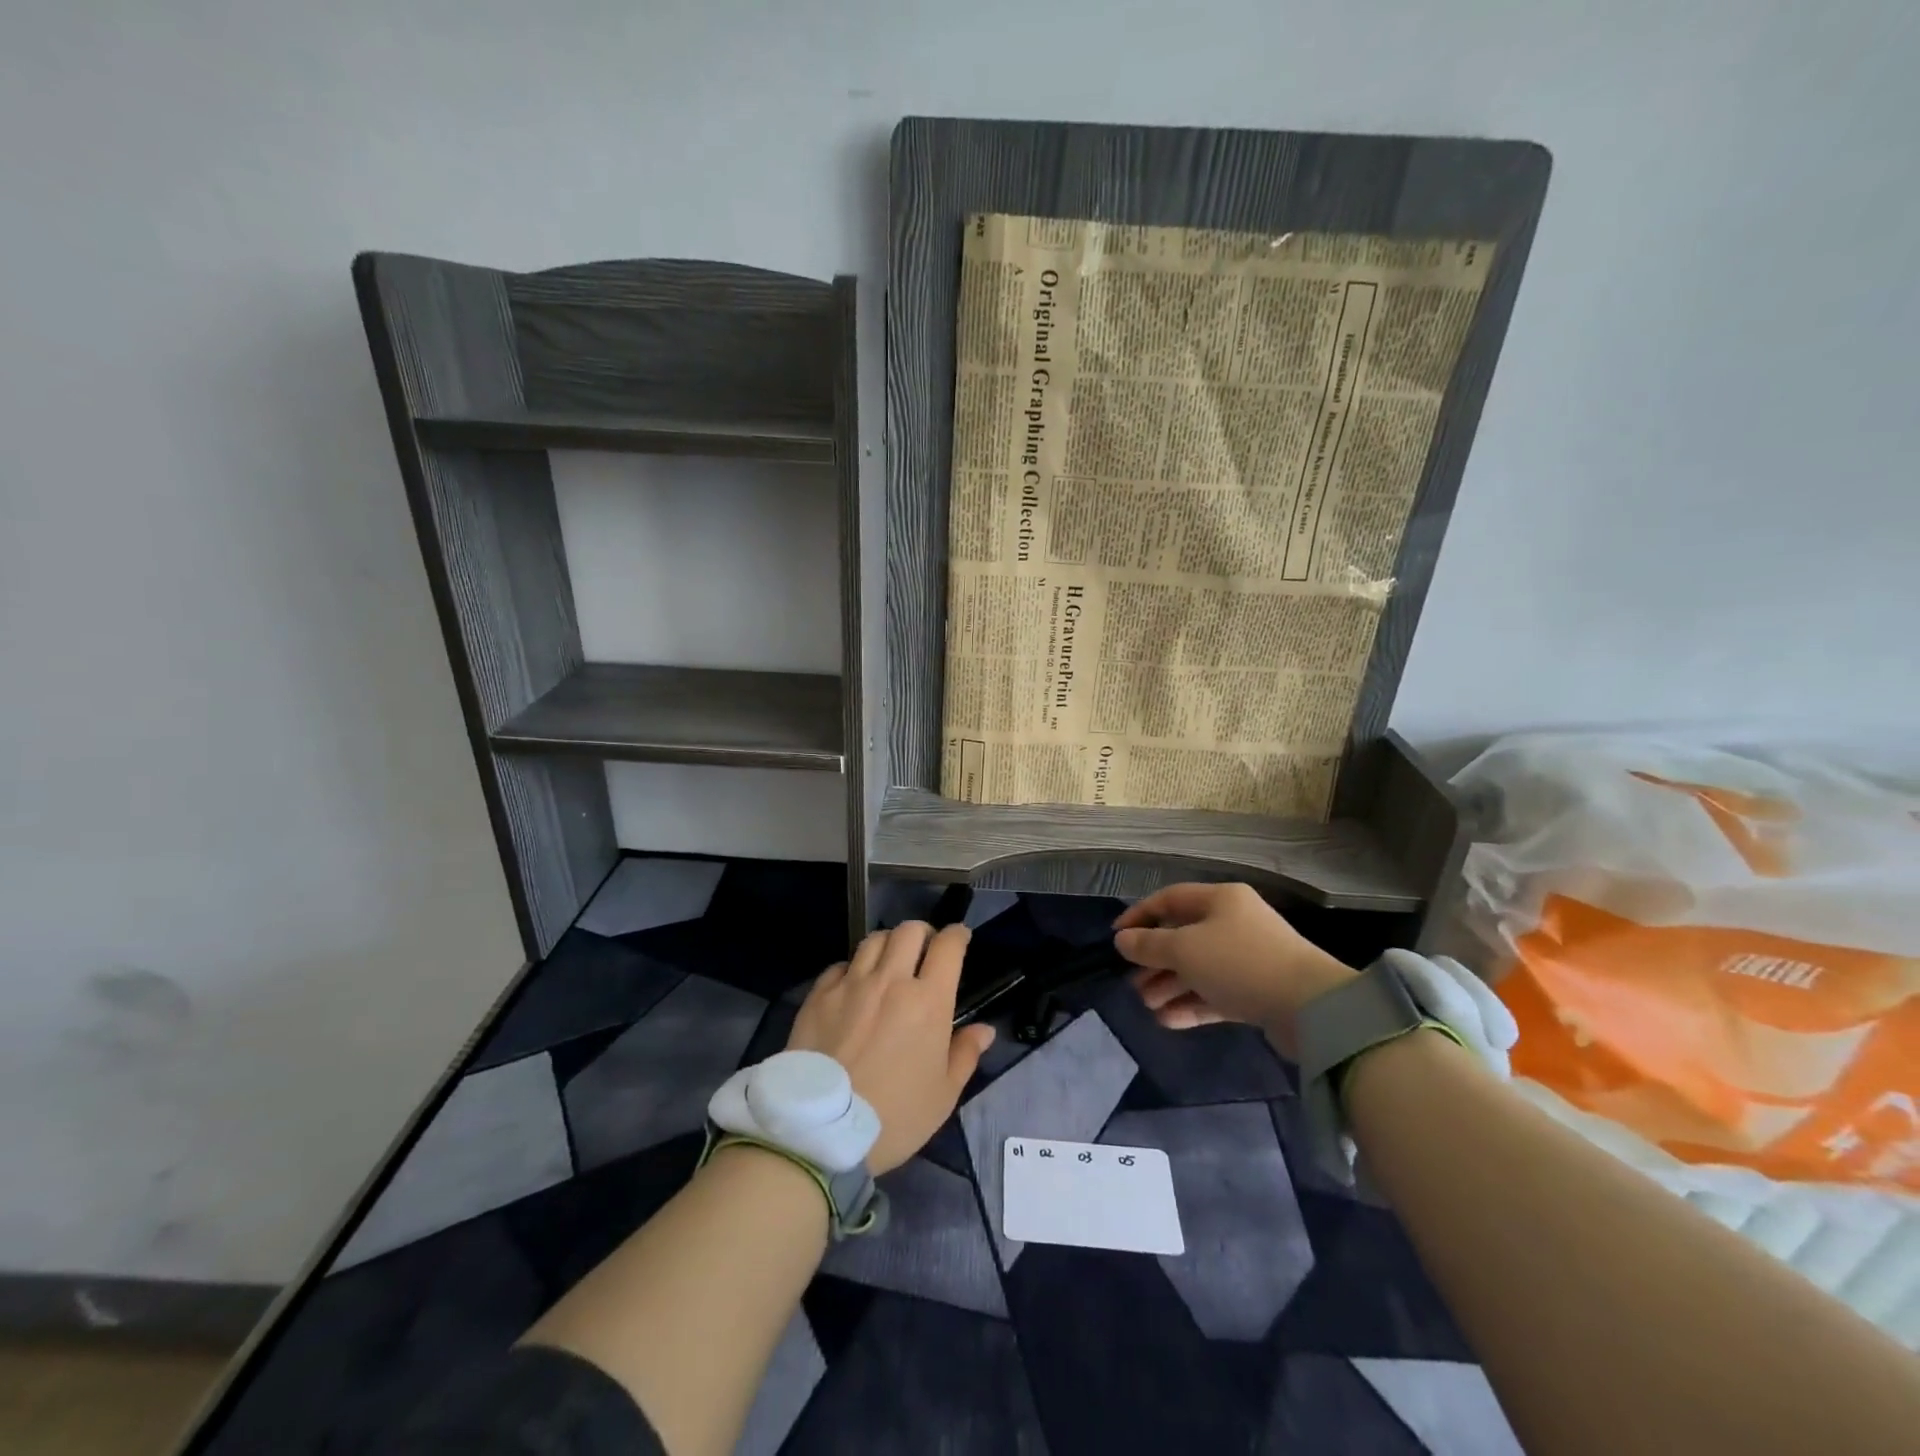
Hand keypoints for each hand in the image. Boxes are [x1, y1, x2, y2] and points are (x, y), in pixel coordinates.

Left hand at [787, 922, 995, 1173]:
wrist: (821, 1131)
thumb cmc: (894, 1117)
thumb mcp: (943, 1095)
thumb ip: (965, 1055)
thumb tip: (984, 1029)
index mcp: (928, 1001)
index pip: (948, 947)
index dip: (958, 935)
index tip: (960, 938)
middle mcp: (891, 981)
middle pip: (909, 931)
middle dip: (923, 933)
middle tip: (924, 950)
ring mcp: (851, 985)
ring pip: (873, 940)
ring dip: (888, 944)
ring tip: (889, 962)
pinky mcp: (819, 996)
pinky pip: (840, 965)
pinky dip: (852, 968)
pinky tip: (853, 986)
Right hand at [1113, 883, 1355, 1056]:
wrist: (1311, 1009)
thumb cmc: (1239, 963)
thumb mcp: (1184, 949)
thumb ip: (1148, 945)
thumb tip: (1122, 940)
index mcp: (1220, 900)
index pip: (1169, 899)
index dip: (1139, 916)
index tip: (1115, 939)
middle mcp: (1234, 923)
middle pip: (1183, 936)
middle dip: (1154, 961)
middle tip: (1132, 983)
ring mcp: (1247, 958)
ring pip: (1198, 968)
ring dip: (1169, 985)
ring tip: (1147, 1006)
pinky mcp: (1257, 991)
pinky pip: (1215, 993)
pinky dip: (1191, 1004)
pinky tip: (1167, 1020)